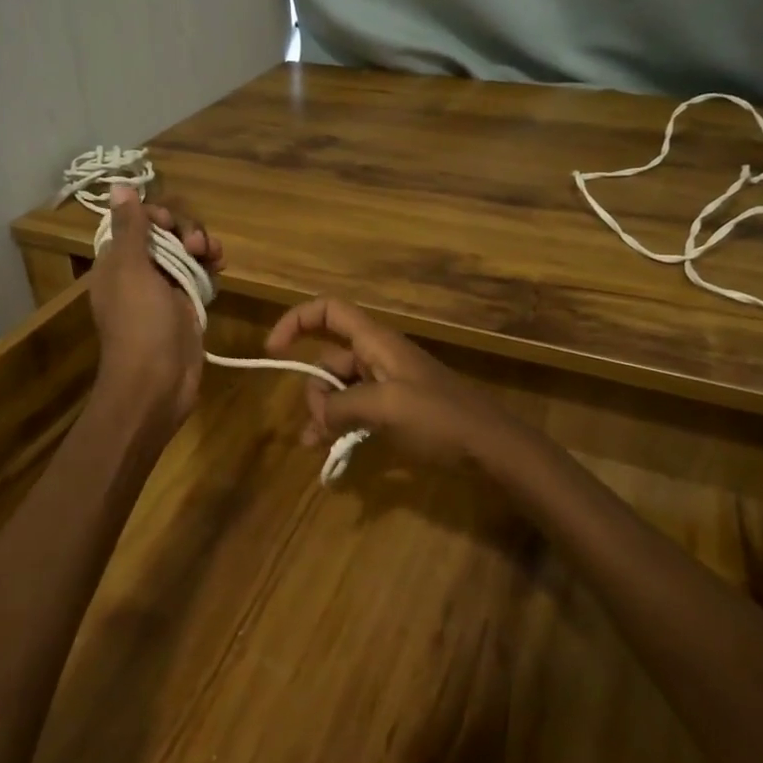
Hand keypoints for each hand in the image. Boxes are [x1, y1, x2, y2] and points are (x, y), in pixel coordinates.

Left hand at [89, 186, 222, 431]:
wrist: (157, 382)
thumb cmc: (141, 324)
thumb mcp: (132, 270)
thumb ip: (131, 228)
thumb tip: (118, 186)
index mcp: (117, 262)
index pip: (138, 222)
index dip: (159, 217)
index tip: (172, 226)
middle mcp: (139, 272)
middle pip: (166, 235)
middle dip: (186, 231)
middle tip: (198, 245)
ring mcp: (164, 291)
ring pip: (186, 253)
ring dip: (202, 247)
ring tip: (215, 256)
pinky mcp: (186, 307)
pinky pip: (199, 275)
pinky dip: (210, 267)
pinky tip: (221, 267)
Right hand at [264, 297, 512, 466]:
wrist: (490, 446)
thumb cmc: (439, 418)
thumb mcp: (384, 408)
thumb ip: (341, 406)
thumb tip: (317, 416)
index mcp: (376, 342)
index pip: (329, 311)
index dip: (296, 321)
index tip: (273, 351)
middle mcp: (378, 356)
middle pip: (328, 358)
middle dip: (313, 387)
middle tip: (319, 423)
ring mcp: (388, 384)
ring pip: (340, 388)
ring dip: (322, 412)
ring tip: (315, 445)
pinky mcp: (396, 410)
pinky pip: (356, 410)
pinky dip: (340, 425)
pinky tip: (329, 451)